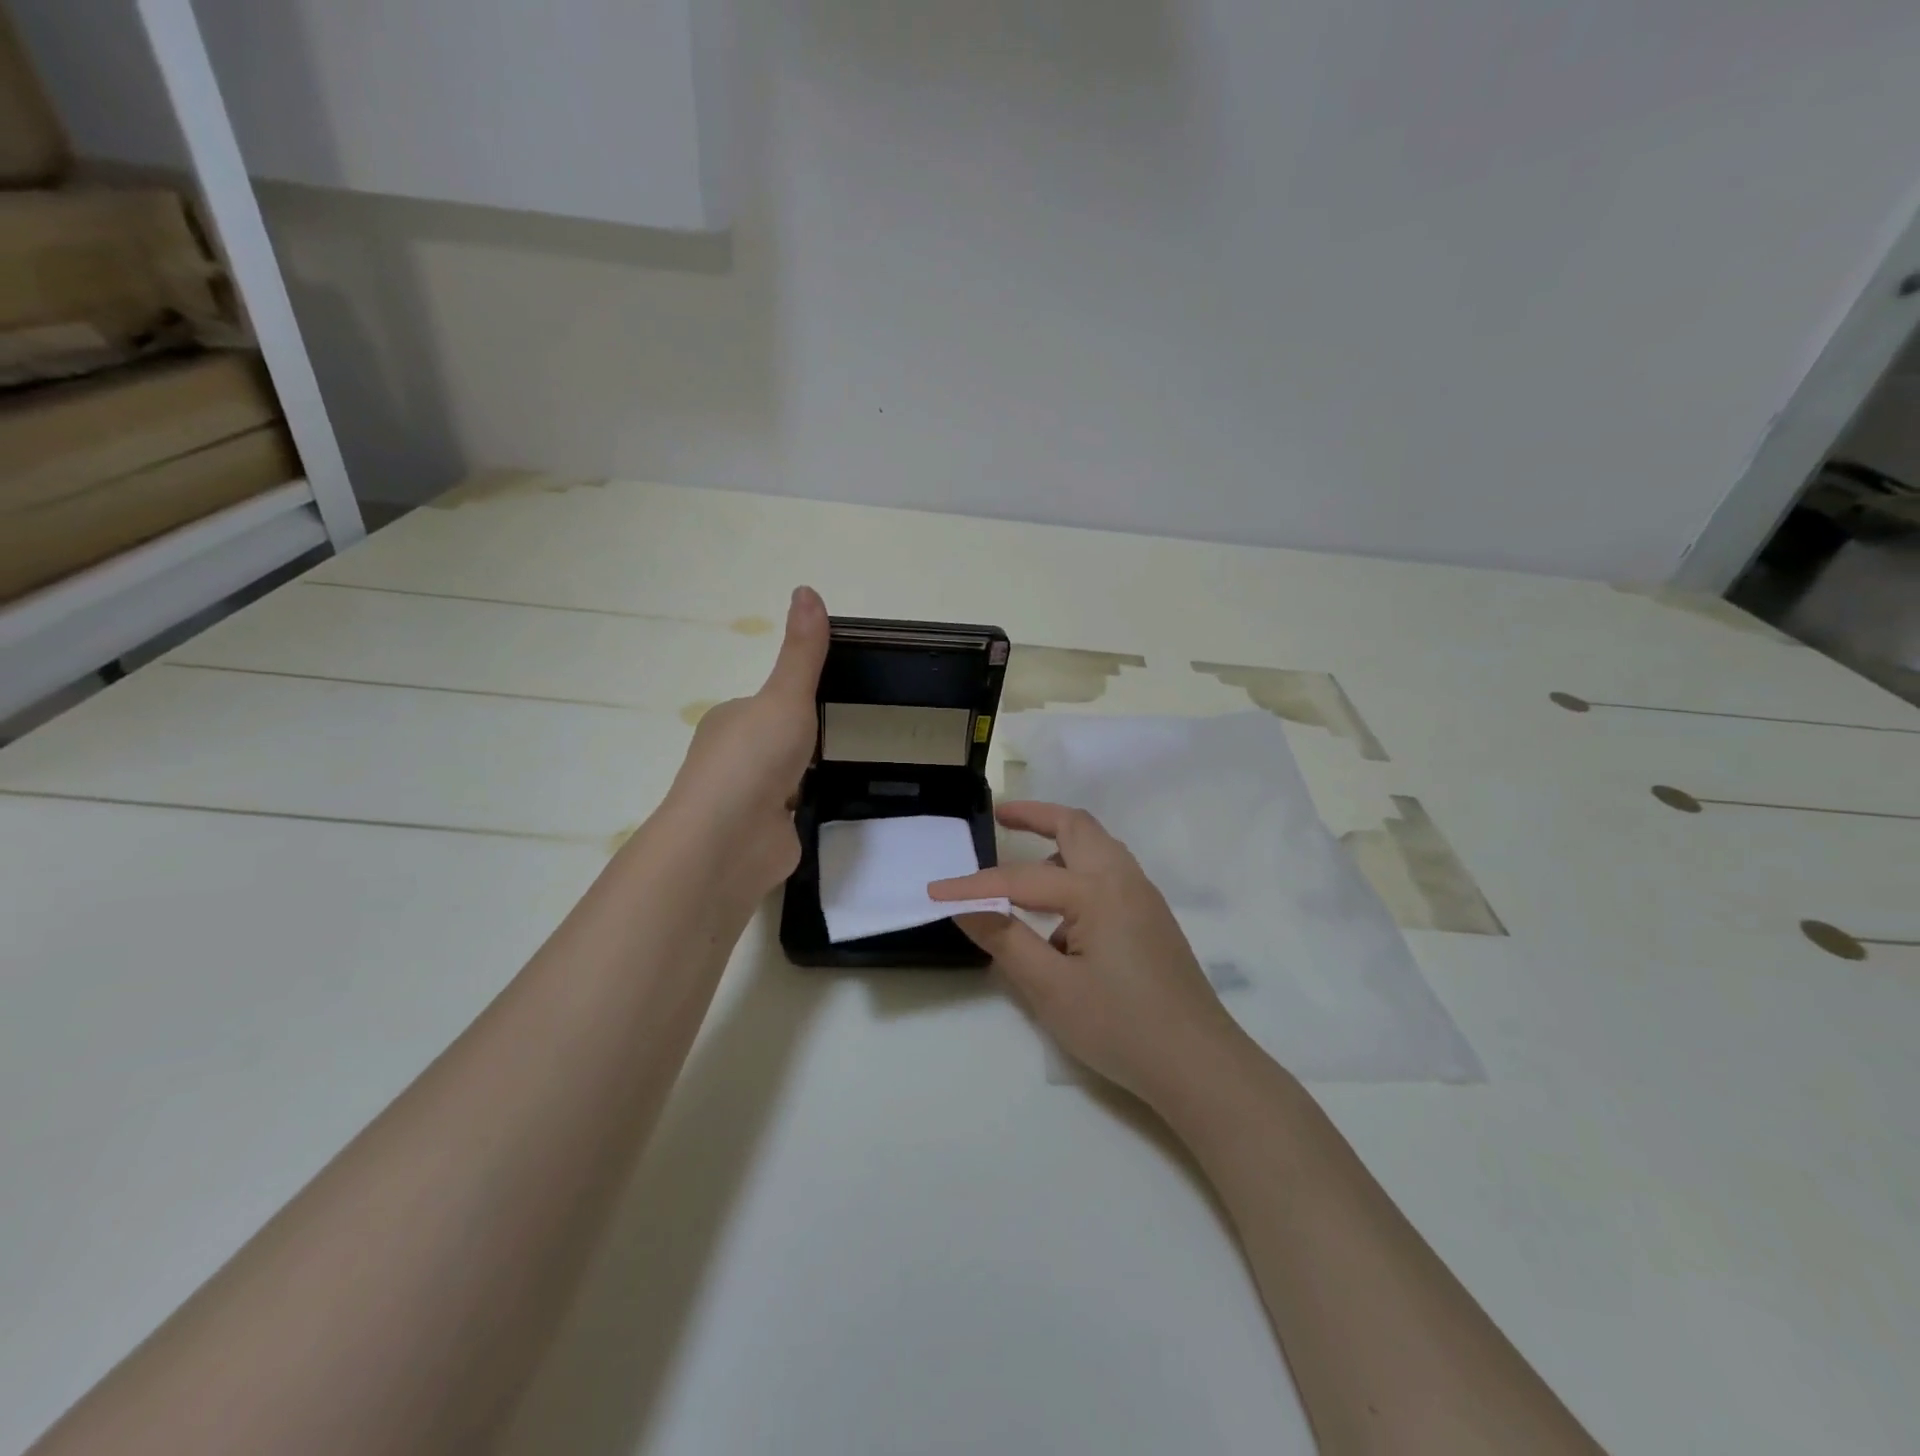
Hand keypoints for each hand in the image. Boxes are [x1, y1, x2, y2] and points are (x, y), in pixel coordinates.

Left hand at [661, 587, 828, 906]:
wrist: (730, 841)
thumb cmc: (753, 759)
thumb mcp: (786, 696)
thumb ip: (803, 653)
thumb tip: (807, 589)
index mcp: (729, 721)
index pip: (765, 703)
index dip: (794, 699)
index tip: (831, 695)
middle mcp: (732, 758)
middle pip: (773, 741)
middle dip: (801, 739)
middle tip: (847, 729)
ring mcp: (746, 800)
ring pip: (781, 779)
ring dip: (802, 775)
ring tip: (843, 766)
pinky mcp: (763, 835)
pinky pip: (789, 814)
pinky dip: (805, 809)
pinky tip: (828, 805)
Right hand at [929, 802, 1247, 1106]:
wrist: (1199, 1065)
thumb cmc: (1121, 1026)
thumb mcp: (1052, 988)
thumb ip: (1006, 940)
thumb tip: (966, 908)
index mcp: (1098, 890)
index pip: (1020, 879)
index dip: (973, 886)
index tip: (934, 892)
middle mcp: (1124, 879)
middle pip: (1076, 826)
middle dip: (1035, 816)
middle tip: (1000, 817)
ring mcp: (1143, 897)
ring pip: (1097, 847)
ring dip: (1059, 843)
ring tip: (1024, 865)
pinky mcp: (1151, 918)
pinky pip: (1109, 874)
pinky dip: (1077, 872)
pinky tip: (1060, 919)